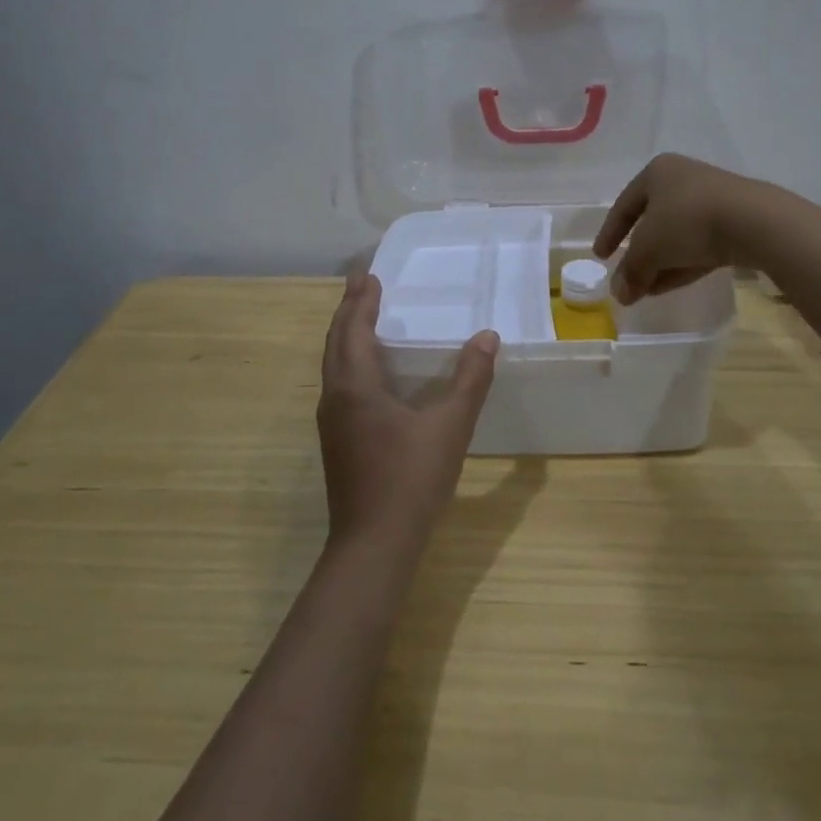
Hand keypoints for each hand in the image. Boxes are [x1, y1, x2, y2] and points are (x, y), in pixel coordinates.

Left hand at [316, 271, 498, 552]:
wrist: (373, 546)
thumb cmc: (411, 480)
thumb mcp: (450, 427)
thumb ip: (470, 380)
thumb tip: (487, 337)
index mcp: (355, 387)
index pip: (353, 330)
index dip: (361, 301)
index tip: (368, 274)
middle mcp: (336, 399)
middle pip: (336, 343)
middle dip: (348, 311)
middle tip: (361, 284)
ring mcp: (333, 424)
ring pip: (334, 366)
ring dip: (346, 337)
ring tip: (362, 319)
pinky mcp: (338, 443)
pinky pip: (340, 386)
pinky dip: (350, 363)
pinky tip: (369, 374)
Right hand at [593, 153, 767, 303]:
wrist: (754, 222)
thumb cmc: (687, 222)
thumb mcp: (648, 249)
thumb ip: (630, 271)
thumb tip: (619, 294)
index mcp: (657, 173)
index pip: (624, 205)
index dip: (609, 233)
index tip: (601, 257)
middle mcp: (683, 179)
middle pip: (652, 221)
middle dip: (638, 255)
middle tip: (627, 279)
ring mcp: (712, 199)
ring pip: (677, 236)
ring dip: (660, 264)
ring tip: (647, 291)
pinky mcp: (735, 221)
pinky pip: (700, 244)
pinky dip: (682, 264)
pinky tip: (671, 285)